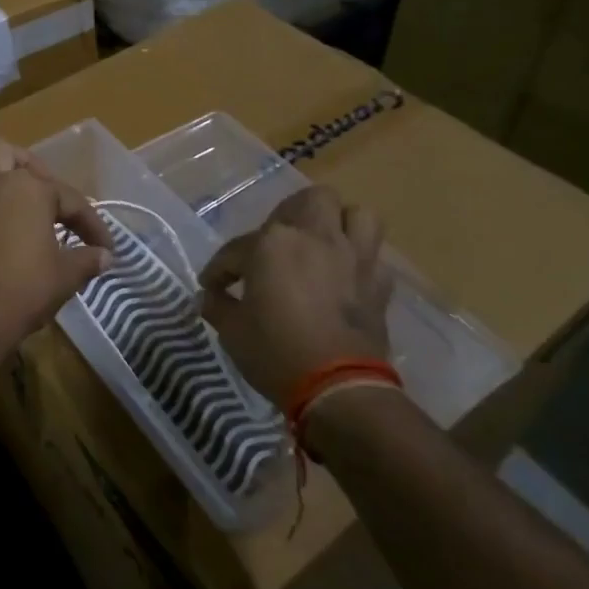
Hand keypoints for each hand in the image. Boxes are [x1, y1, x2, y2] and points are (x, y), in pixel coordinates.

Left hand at [0, 138, 112, 358]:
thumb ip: (86, 260)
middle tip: (45, 197)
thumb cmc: (23, 289)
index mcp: (29, 189)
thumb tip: (105, 256)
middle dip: (30, 169)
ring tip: (3, 191)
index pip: (69, 199)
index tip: (105, 247)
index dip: (91, 223)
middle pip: (9, 154)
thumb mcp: (65, 276)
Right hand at [199, 186, 391, 410]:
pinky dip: (360, 262)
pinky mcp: (379, 284)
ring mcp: (353, 257)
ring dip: (340, 224)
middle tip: (278, 242)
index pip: (237, 248)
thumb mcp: (232, 331)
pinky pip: (374, 257)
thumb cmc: (275, 352)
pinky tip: (345, 278)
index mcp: (273, 243)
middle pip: (311, 200)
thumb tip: (209, 296)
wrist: (338, 388)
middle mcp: (316, 237)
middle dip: (292, 214)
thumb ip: (218, 306)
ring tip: (323, 244)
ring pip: (357, 215)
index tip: (212, 287)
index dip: (220, 268)